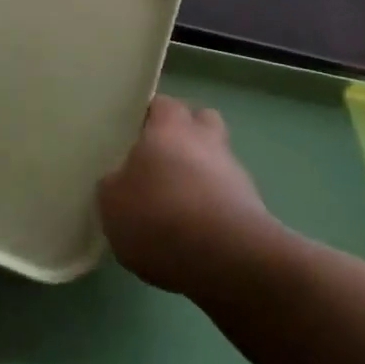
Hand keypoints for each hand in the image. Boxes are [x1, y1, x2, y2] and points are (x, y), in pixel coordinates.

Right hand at [98, 95, 270, 293]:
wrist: (227, 259)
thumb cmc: (159, 216)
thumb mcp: (111, 203)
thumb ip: (114, 184)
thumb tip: (120, 180)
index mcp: (170, 127)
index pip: (163, 104)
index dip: (149, 116)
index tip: (134, 134)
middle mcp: (206, 139)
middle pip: (201, 121)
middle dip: (186, 135)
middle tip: (161, 161)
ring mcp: (235, 172)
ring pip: (217, 160)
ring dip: (202, 174)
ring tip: (178, 206)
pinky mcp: (253, 207)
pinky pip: (228, 196)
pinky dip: (214, 207)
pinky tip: (197, 233)